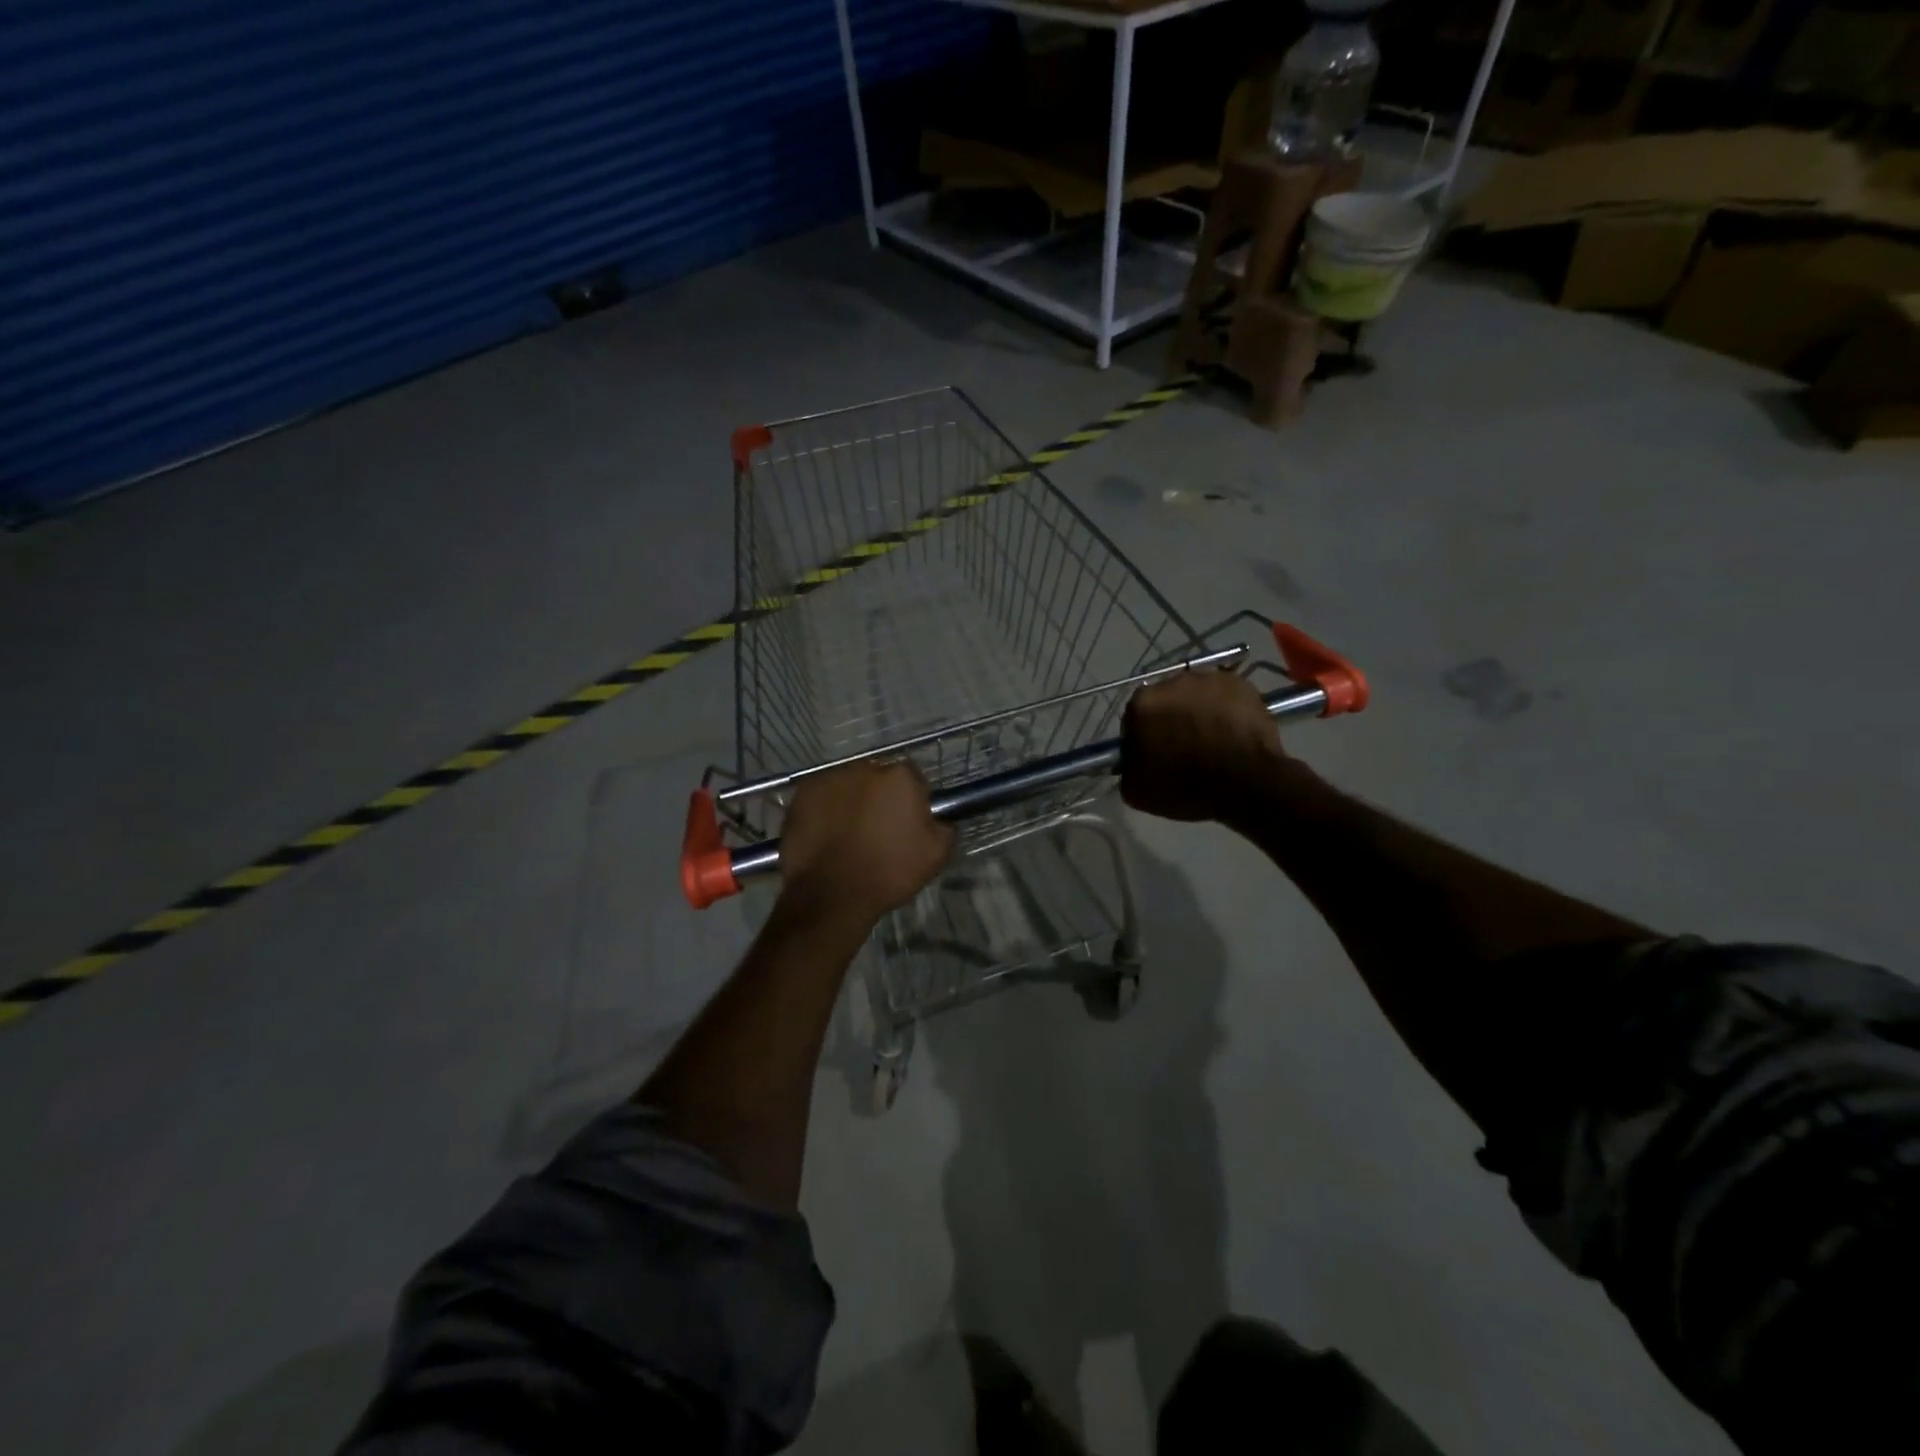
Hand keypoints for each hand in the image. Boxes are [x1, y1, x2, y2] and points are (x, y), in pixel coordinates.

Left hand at [779, 762, 954, 923]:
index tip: (906, 820)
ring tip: (847, 832)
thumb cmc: (888, 872)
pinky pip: (820, 795)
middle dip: (878, 795)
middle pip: (877, 776)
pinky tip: (825, 833)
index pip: (912, 777)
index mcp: (900, 777)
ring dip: (850, 800)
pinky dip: (824, 808)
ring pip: (847, 784)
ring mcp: (830, 778)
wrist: (831, 895)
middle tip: (875, 826)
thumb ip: (944, 826)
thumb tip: (938, 817)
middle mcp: (864, 767)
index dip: (910, 798)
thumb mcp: (936, 855)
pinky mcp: (802, 793)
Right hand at [1120, 669, 1288, 822]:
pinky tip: (1231, 732)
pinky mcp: (1241, 684)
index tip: (1153, 755)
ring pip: (1196, 696)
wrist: (1247, 784)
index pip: (1134, 718)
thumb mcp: (1136, 790)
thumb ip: (1127, 766)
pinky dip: (1224, 710)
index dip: (1143, 737)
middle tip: (1183, 747)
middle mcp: (1172, 681)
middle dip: (1170, 719)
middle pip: (1165, 701)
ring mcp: (1210, 679)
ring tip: (1211, 739)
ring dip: (1198, 712)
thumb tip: (1133, 759)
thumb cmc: (1186, 788)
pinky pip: (1224, 696)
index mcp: (1142, 703)